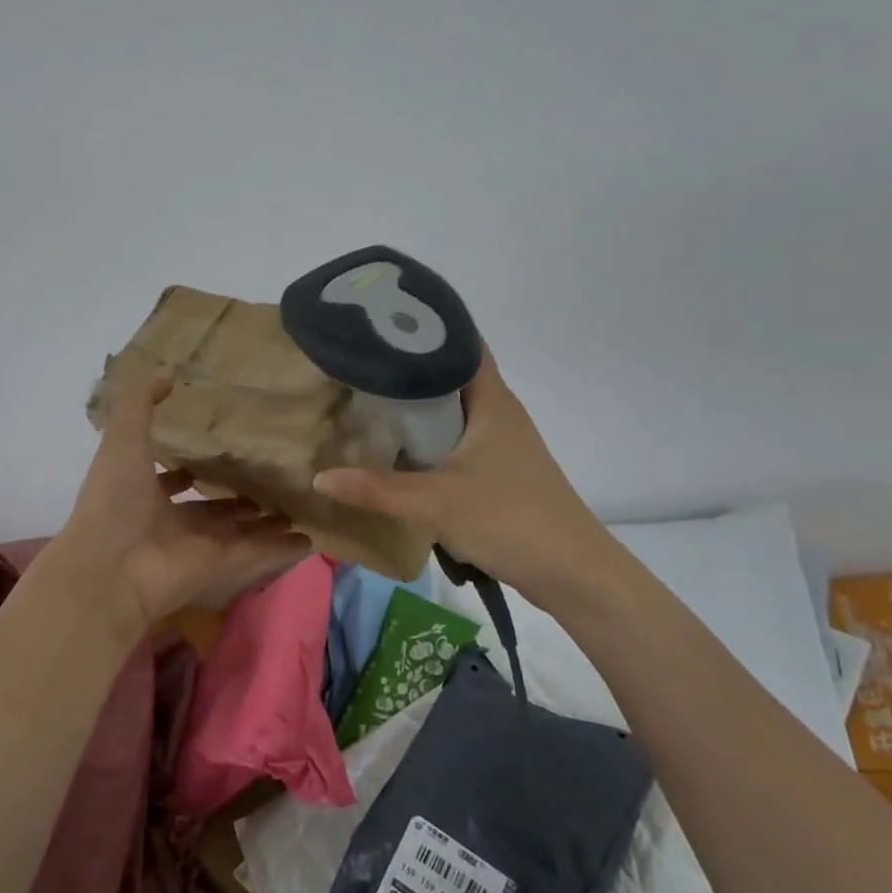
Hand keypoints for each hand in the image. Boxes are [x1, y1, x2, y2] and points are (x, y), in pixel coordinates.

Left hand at [56, 371, 311, 631]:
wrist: (110, 568)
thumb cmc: (114, 500)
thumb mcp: (123, 439)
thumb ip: (141, 403)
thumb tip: (167, 370)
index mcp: (146, 494)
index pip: (173, 480)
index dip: (189, 469)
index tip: (217, 452)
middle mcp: (173, 522)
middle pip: (213, 508)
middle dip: (239, 495)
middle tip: (271, 477)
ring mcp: (199, 546)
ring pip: (241, 529)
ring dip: (266, 520)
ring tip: (297, 503)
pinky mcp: (222, 565)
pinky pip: (258, 552)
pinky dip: (282, 548)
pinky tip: (310, 537)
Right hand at [313, 350, 618, 610]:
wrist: (573, 573)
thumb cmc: (510, 519)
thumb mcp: (436, 502)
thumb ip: (376, 490)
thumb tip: (318, 477)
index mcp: (492, 401)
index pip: (461, 343)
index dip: (427, 325)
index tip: (382, 319)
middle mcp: (499, 412)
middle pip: (452, 374)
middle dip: (409, 365)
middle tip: (359, 359)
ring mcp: (501, 443)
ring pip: (454, 409)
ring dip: (418, 404)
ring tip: (368, 396)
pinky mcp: (499, 470)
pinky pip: (456, 438)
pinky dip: (429, 435)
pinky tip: (398, 447)